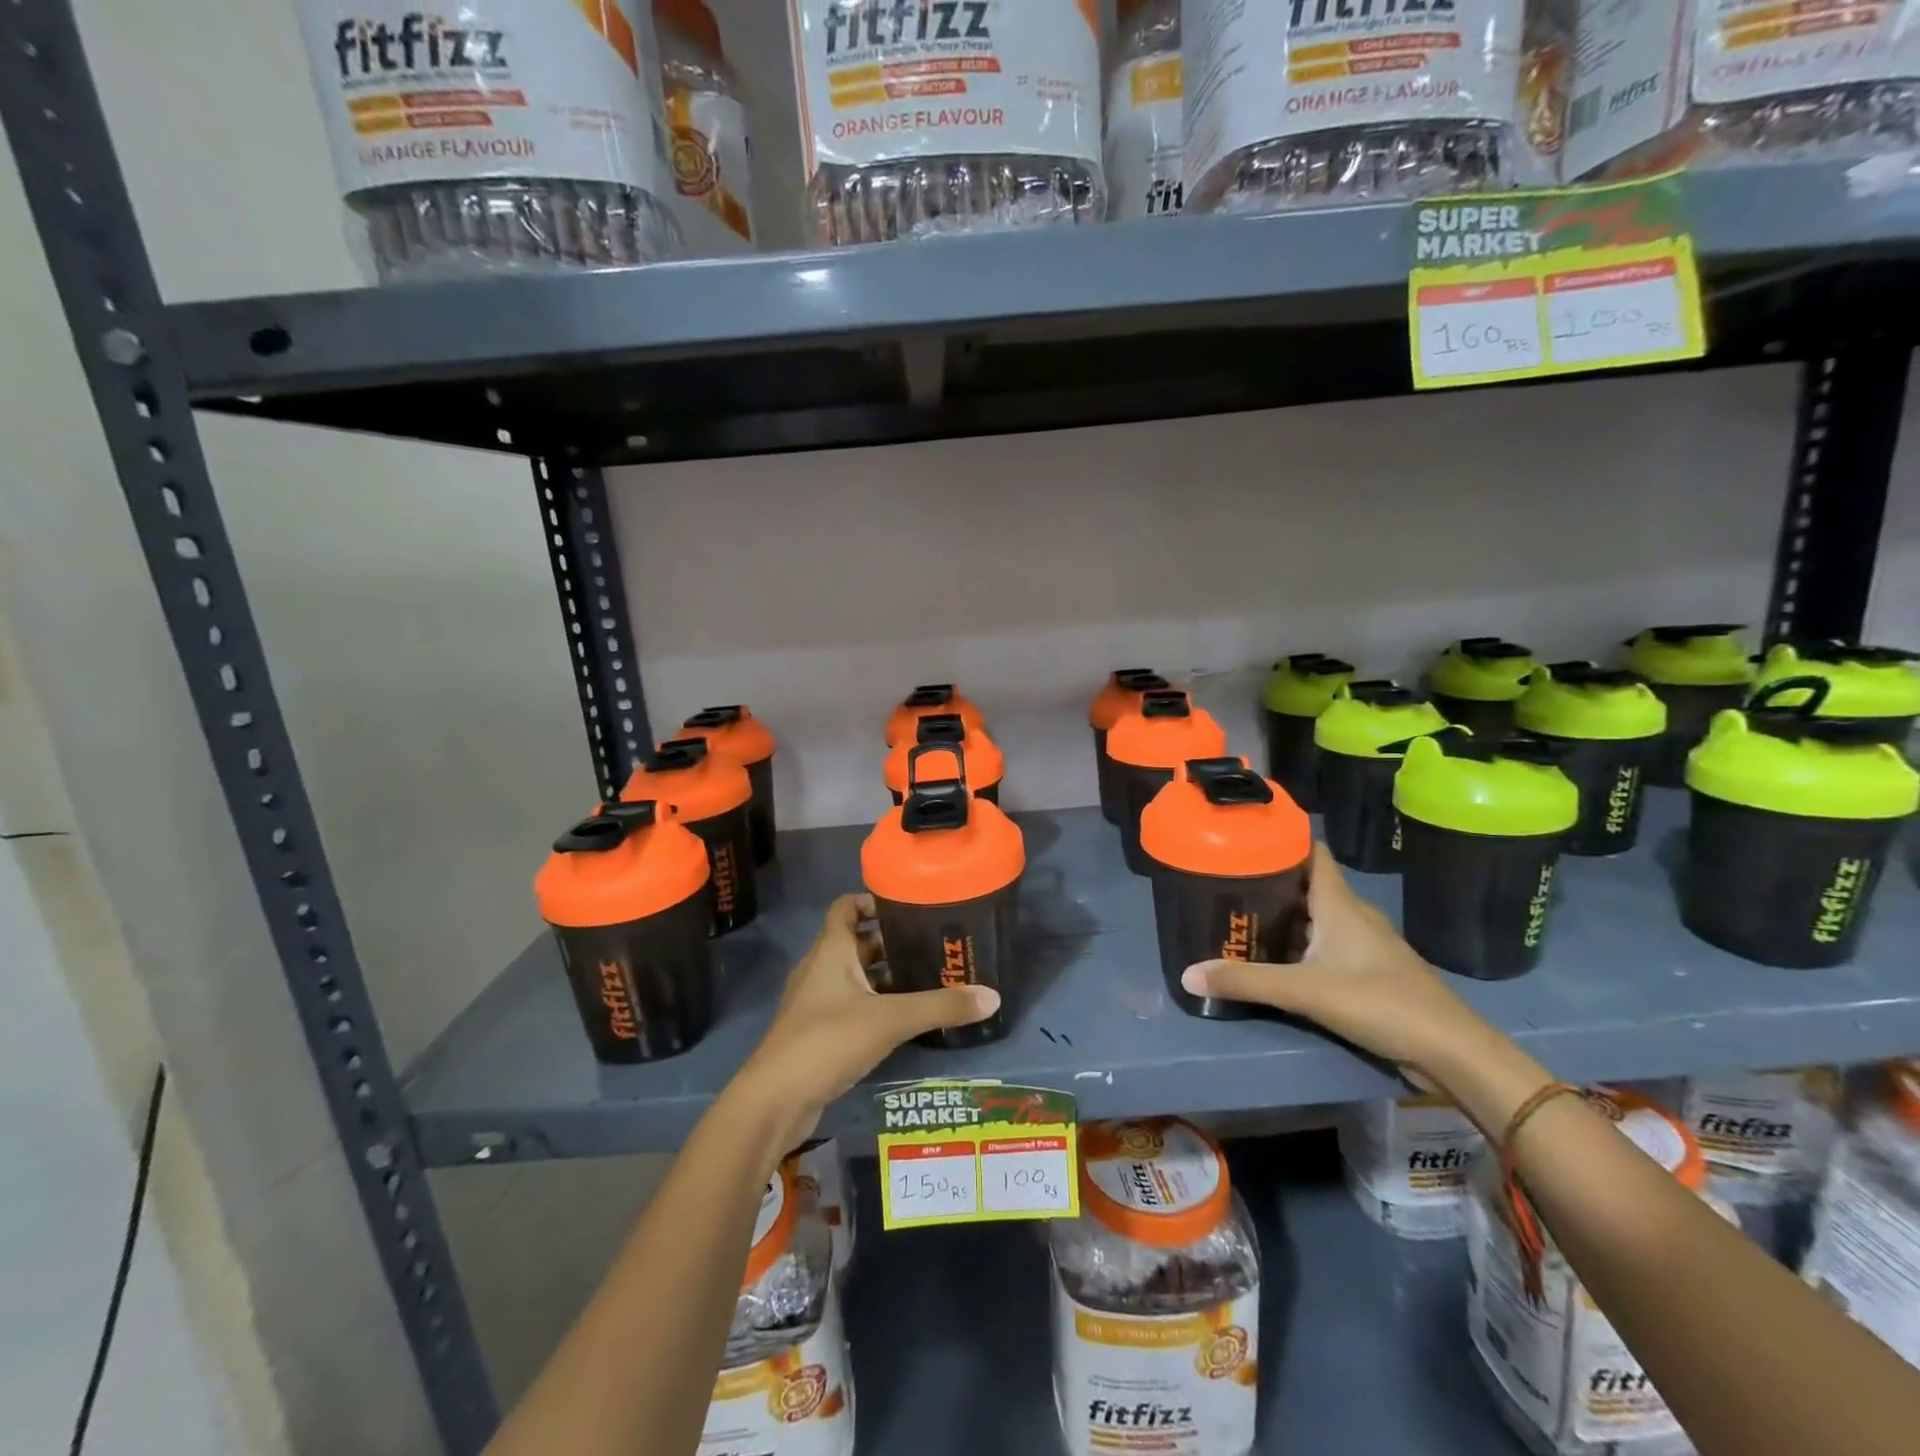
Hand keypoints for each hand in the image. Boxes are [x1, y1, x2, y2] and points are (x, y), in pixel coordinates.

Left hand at [730, 894, 998, 1156]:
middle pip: (856, 942)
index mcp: (831, 951)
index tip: (907, 904)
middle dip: (891, 942)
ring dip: (885, 976)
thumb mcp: (890, 1020)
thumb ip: (940, 1007)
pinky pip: (852, 1006)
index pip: (845, 907)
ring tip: (927, 979)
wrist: (775, 1100)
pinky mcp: (818, 1033)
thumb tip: (992, 996)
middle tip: (931, 944)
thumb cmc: (827, 1040)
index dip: (871, 900)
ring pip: (855, 977)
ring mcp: (816, 1003)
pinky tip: (905, 1020)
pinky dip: (876, 1005)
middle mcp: (820, 969)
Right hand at [1180, 843, 1492, 1089]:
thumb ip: (1246, 982)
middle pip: (1308, 884)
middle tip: (1227, 884)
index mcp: (1339, 903)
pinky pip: (1328, 943)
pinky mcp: (1371, 970)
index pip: (1311, 852)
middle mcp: (1353, 914)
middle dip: (1270, 882)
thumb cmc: (1379, 1002)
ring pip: (1318, 916)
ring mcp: (1366, 943)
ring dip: (1285, 916)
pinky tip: (1279, 959)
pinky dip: (1302, 943)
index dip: (1281, 840)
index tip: (1245, 839)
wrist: (1450, 1051)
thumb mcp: (1304, 991)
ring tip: (1244, 918)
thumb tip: (1187, 974)